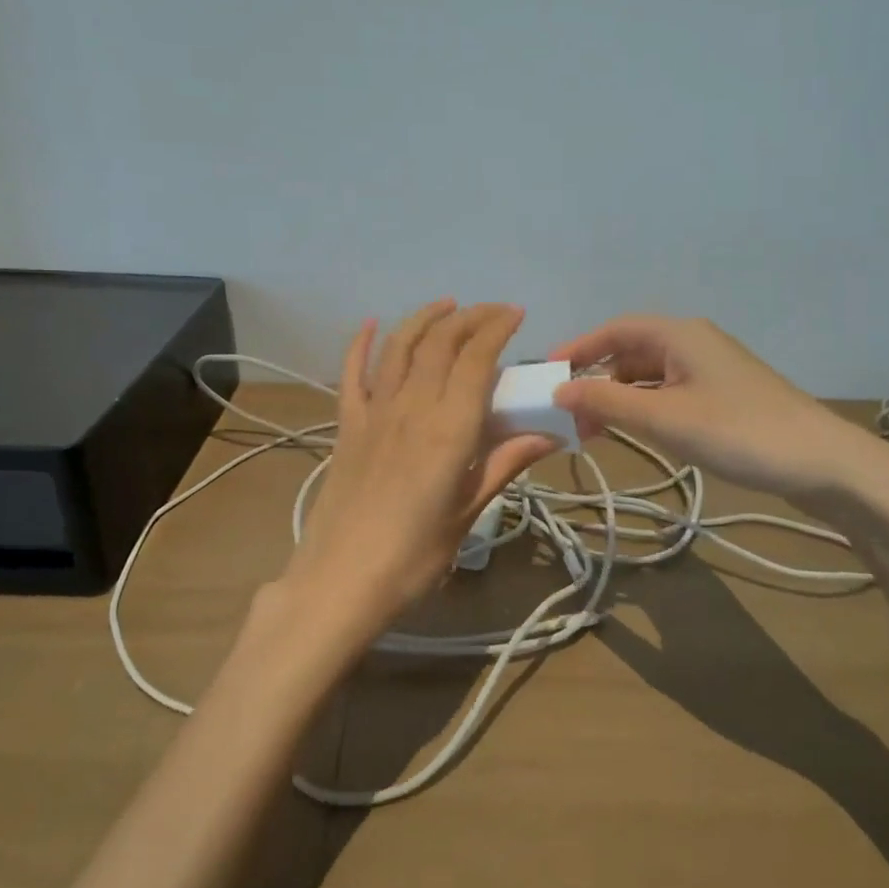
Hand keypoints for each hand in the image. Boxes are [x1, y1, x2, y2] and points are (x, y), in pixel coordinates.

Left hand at [283, 300, 556, 638]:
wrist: (340, 581)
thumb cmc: (414, 556)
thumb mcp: (468, 513)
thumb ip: (503, 464)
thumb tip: (548, 435)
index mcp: (449, 428)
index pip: (476, 358)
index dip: (497, 328)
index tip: (516, 314)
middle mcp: (411, 407)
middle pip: (440, 343)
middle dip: (468, 317)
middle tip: (491, 312)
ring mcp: (374, 412)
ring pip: (399, 347)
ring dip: (424, 319)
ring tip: (447, 306)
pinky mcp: (347, 425)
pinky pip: (352, 373)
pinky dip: (361, 343)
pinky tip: (371, 324)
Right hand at [550, 315, 888, 506]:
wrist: (823, 464)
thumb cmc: (738, 432)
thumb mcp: (663, 419)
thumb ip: (607, 403)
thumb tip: (559, 391)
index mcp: (680, 334)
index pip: (615, 330)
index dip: (578, 349)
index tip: (548, 376)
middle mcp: (694, 343)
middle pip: (631, 352)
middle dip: (597, 381)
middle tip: (572, 418)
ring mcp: (713, 370)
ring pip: (650, 376)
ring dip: (620, 399)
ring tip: (597, 433)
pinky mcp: (726, 397)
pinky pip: (671, 393)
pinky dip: (646, 409)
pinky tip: (638, 434)